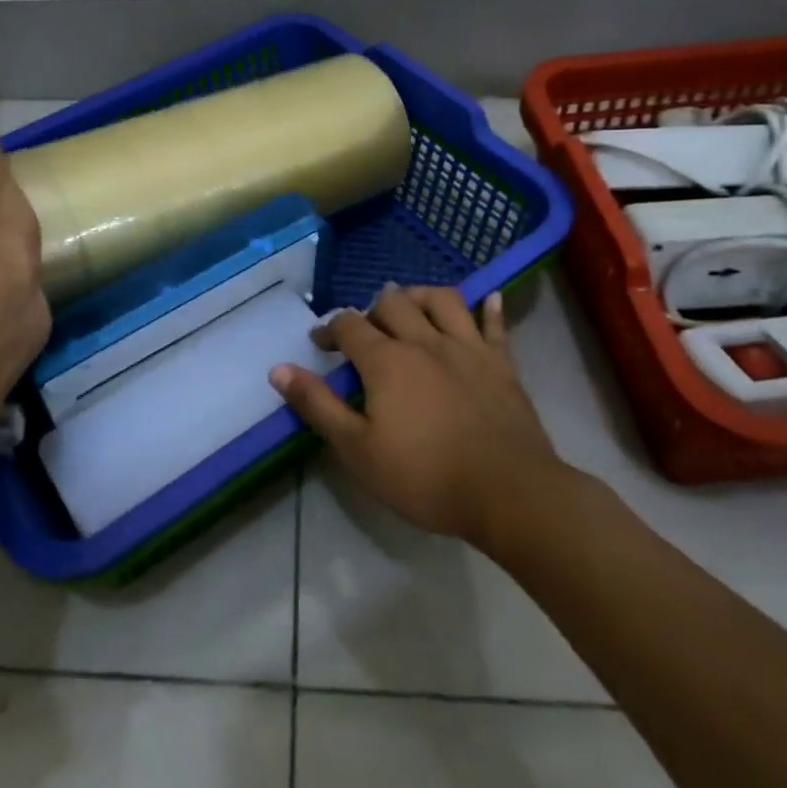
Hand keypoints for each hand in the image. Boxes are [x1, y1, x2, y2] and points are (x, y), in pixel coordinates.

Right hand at [270, 284, 565, 546]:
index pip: (349, 325)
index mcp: (386, 361)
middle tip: (365, 328)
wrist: (508, 492)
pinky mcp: (501, 363)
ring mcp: (467, 348)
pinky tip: (489, 297)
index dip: (330, 329)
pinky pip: (495, 325)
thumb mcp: (358, 450)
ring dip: (421, 295)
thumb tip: (278, 368)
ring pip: (442, 300)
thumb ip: (318, 405)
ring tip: (411, 304)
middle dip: (372, 308)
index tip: (321, 343)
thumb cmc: (425, 476)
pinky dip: (490, 308)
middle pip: (393, 303)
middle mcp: (424, 341)